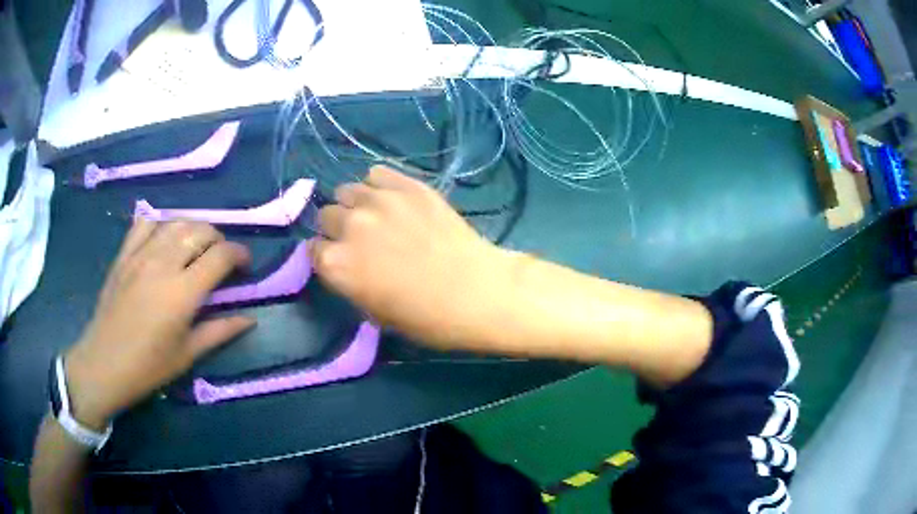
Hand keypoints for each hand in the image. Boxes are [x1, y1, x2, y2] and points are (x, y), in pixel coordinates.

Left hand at [64, 220, 254, 429]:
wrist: (104, 364)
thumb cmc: (148, 367)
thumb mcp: (188, 354)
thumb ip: (220, 331)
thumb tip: (249, 318)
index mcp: (183, 292)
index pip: (221, 256)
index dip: (240, 255)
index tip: (245, 266)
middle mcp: (163, 263)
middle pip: (200, 230)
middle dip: (219, 239)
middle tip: (222, 259)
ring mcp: (140, 255)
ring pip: (175, 222)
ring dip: (193, 229)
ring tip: (197, 246)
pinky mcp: (124, 255)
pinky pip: (145, 224)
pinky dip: (161, 224)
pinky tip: (164, 239)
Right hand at [311, 166, 513, 349]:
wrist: (476, 292)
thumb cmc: (426, 318)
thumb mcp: (375, 314)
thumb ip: (350, 282)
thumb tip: (346, 264)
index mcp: (336, 265)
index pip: (312, 249)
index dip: (325, 255)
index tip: (338, 258)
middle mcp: (349, 226)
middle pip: (326, 215)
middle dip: (337, 228)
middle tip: (360, 238)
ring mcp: (379, 201)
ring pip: (346, 190)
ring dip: (354, 204)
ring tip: (375, 216)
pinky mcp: (407, 185)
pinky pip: (377, 173)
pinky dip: (379, 186)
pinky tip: (394, 199)